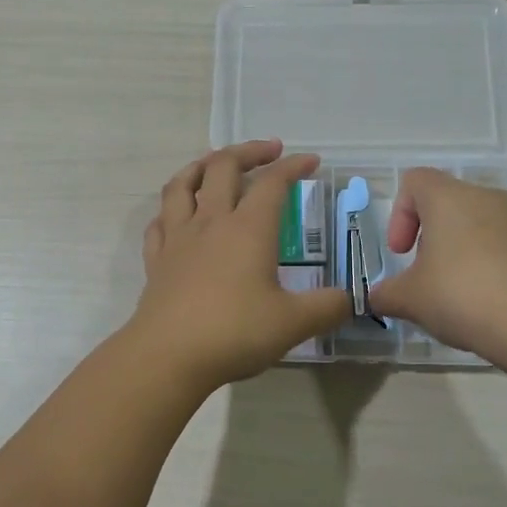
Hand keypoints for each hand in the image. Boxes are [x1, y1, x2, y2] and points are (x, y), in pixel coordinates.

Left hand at [128, 140, 350, 391]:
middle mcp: (211, 223)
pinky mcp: (157, 261)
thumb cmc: (234, 332)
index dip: (293, 166)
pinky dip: (171, 209)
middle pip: (224, 167)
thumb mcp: (294, 323)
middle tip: (269, 151)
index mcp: (248, 229)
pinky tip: (177, 215)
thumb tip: (348, 299)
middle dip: (249, 151)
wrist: (168, 356)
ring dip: (201, 166)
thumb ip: (327, 307)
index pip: (273, 183)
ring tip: (215, 163)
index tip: (311, 162)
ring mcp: (178, 239)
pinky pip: (160, 222)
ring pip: (183, 184)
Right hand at [367, 168, 506, 357]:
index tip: (401, 252)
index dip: (399, 214)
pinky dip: (483, 263)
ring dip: (456, 250)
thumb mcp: (410, 299)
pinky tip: (481, 300)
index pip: (414, 181)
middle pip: (445, 202)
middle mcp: (483, 197)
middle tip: (423, 274)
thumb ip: (386, 294)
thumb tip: (377, 298)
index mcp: (447, 197)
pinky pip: (498, 244)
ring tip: (452, 291)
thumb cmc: (461, 295)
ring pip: (473, 223)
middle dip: (428, 236)